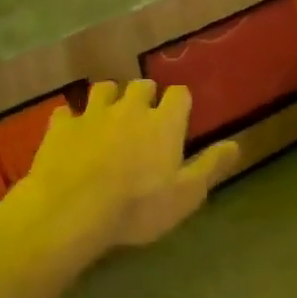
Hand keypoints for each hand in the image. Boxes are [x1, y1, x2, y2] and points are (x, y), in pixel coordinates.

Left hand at [13, 81, 236, 266]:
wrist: (71, 211)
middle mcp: (130, 108)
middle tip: (144, 116)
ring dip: (110, 99)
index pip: (179, 95)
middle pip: (141, 86)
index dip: (180, 103)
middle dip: (145, 95)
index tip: (179, 116)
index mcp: (164, 123)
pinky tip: (72, 131)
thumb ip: (210, 166)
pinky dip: (72, 118)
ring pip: (104, 89)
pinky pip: (67, 111)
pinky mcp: (60, 127)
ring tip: (110, 116)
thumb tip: (236, 144)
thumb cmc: (137, 207)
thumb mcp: (186, 194)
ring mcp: (92, 114)